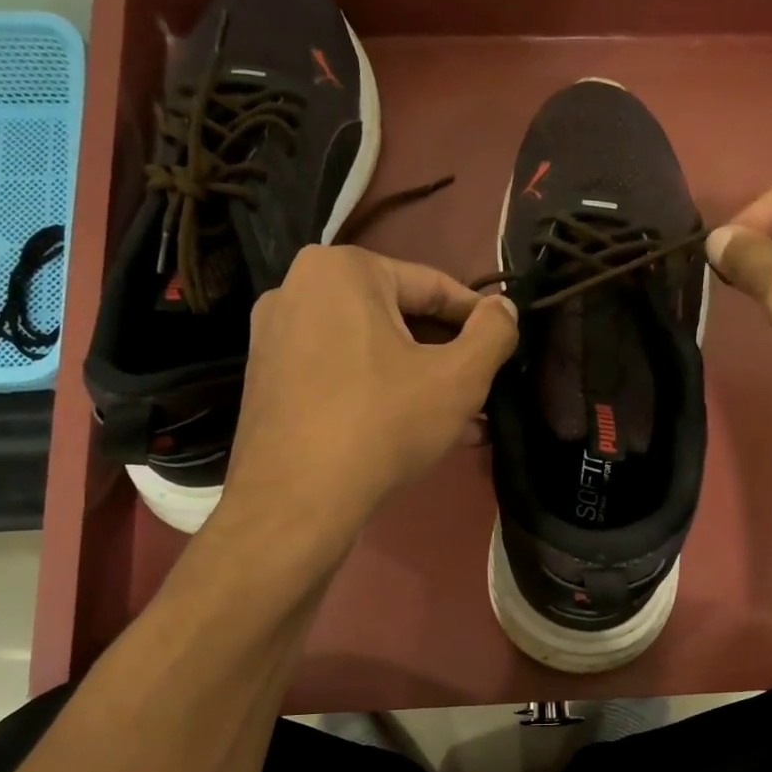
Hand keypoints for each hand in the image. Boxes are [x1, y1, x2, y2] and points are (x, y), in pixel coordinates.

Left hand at [217, 245, 517, 545]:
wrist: (296, 501)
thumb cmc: (382, 424)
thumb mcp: (458, 378)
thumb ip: (493, 334)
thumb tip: (504, 308)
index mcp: (341, 270)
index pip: (432, 285)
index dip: (478, 318)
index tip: (505, 348)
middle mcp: (297, 290)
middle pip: (397, 319)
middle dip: (446, 359)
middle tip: (483, 392)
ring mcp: (275, 338)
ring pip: (370, 352)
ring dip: (419, 383)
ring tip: (462, 422)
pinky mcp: (267, 382)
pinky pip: (340, 375)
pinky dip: (379, 395)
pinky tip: (414, 433)